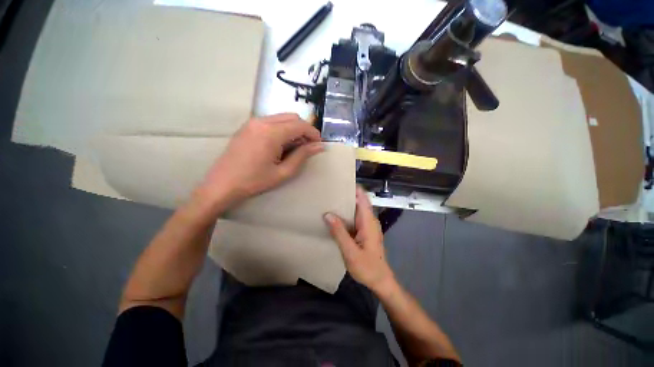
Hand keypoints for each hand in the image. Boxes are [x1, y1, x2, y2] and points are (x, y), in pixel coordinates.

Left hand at [199, 113, 322, 206]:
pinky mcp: (248, 126)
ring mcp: (253, 122)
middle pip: (292, 117)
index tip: (319, 144)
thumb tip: (320, 147)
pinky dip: (282, 129)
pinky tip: (281, 145)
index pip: (300, 125)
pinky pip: (271, 121)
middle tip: (308, 147)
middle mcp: (262, 121)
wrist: (222, 184)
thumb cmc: (254, 181)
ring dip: (293, 129)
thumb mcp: (283, 172)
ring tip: (296, 147)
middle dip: (304, 130)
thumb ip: (302, 156)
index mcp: (271, 133)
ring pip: (282, 118)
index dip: (313, 133)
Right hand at [324, 186, 395, 292]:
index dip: (354, 188)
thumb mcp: (350, 251)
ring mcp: (367, 226)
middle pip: (359, 202)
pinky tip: (335, 216)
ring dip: (345, 204)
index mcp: (368, 222)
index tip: (340, 182)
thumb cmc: (367, 267)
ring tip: (329, 200)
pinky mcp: (364, 231)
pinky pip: (355, 217)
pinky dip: (346, 214)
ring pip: (356, 209)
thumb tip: (328, 214)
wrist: (380, 280)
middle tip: (329, 191)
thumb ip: (339, 232)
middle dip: (346, 195)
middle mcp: (369, 220)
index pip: (363, 198)